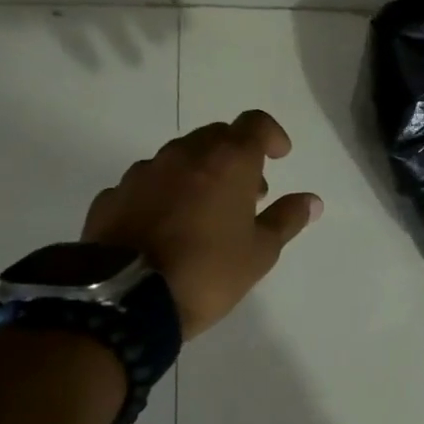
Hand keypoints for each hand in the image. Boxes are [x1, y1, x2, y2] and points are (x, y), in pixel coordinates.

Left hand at [82, 110, 322, 337]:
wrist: (125, 300)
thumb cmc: (208, 272)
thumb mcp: (260, 253)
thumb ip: (286, 219)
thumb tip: (311, 200)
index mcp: (226, 162)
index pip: (254, 124)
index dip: (271, 135)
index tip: (279, 157)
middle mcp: (183, 155)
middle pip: (215, 137)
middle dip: (235, 156)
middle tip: (247, 193)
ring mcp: (142, 173)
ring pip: (178, 158)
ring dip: (198, 174)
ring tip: (205, 213)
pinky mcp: (112, 196)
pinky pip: (147, 184)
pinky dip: (163, 194)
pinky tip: (166, 227)